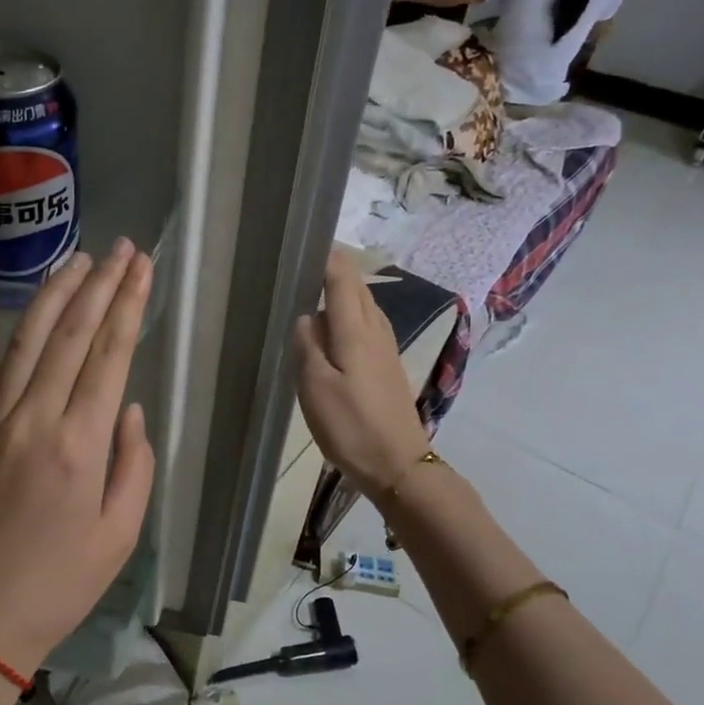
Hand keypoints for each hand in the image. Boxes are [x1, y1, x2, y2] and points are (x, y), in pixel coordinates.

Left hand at [0, 240, 155, 674]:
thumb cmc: (59, 582)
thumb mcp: (120, 534)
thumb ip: (133, 464)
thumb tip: (129, 408)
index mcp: (78, 444)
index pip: (110, 355)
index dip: (128, 306)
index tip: (142, 269)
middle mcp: (32, 418)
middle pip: (70, 334)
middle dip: (99, 286)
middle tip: (121, 250)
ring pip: (23, 338)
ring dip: (52, 293)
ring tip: (76, 260)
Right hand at [294, 248, 430, 498]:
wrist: (398, 464)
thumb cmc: (351, 426)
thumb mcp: (316, 387)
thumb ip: (308, 346)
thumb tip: (306, 316)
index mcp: (356, 331)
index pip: (343, 280)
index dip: (328, 257)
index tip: (308, 240)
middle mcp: (375, 331)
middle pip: (358, 289)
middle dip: (336, 270)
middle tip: (305, 263)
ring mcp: (386, 350)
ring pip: (365, 307)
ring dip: (344, 293)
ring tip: (315, 291)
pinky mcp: (388, 367)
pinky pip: (368, 327)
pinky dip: (351, 316)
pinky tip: (336, 331)